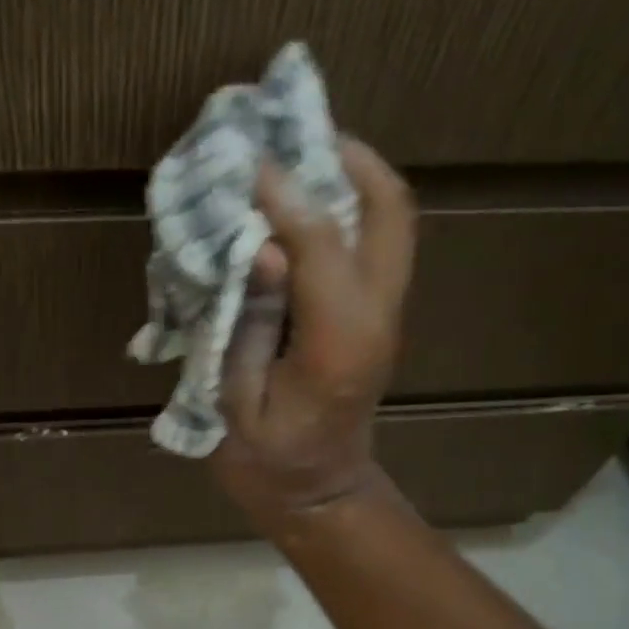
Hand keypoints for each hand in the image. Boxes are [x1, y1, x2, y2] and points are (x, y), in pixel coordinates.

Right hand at [211, 139, 416, 532]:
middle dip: (346, 157)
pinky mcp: (376, 314)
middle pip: (389, 209)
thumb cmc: (269, 462)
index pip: (321, 242)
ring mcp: (384, 313)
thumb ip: (249, 326)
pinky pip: (374, 240)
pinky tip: (300, 203)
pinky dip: (346, 206)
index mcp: (339, 342)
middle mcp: (377, 314)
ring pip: (390, 218)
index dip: (282, 193)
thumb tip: (261, 250)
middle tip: (293, 135)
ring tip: (296, 156)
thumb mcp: (238, 404)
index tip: (244, 162)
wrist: (318, 493)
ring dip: (349, 175)